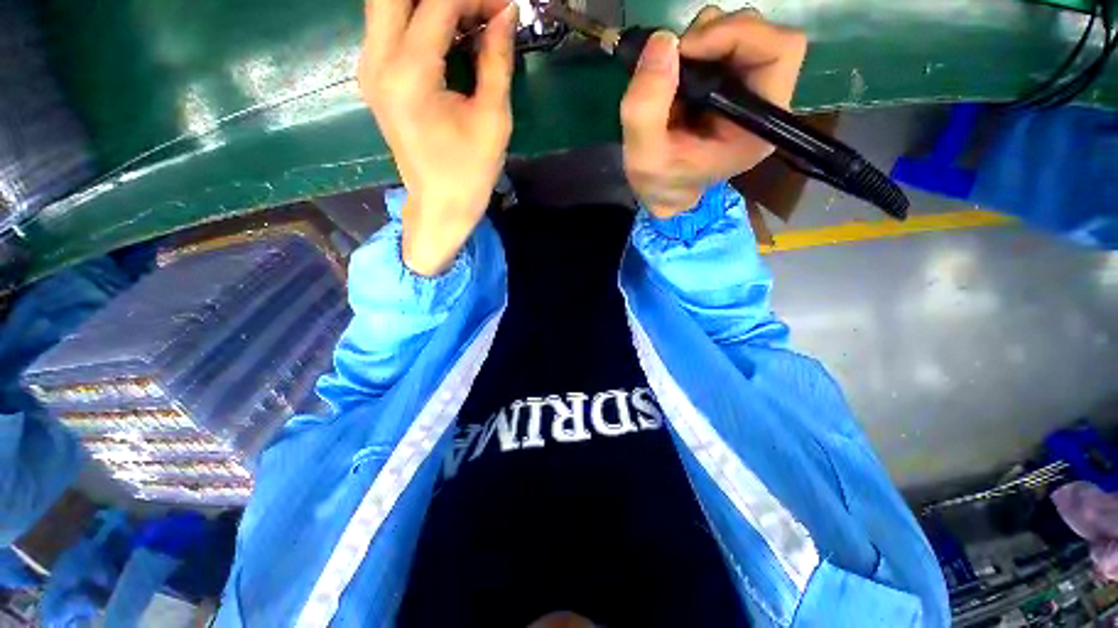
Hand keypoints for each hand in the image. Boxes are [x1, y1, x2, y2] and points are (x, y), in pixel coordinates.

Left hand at [359, 0, 516, 274]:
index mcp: (408, 76)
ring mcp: (369, 68)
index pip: (438, 5)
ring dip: (429, 4)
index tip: (505, 7)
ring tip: (469, 17)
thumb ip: (496, 61)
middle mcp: (377, 62)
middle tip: (479, 9)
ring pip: (388, 3)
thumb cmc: (470, 172)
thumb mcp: (493, 120)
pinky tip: (449, 31)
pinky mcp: (374, 76)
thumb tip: (506, 14)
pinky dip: (419, 17)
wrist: (439, 205)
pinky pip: (389, 25)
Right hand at [620, 7, 806, 218]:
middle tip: (675, 56)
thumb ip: (646, 108)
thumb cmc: (661, 184)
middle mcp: (762, 103)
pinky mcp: (728, 85)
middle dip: (715, 34)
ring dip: (702, 38)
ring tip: (671, 71)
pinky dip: (694, 46)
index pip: (779, 53)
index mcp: (757, 126)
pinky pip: (720, 44)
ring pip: (741, 33)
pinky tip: (674, 74)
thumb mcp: (645, 157)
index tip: (686, 48)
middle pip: (763, 36)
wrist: (662, 194)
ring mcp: (746, 91)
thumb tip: (662, 41)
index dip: (736, 35)